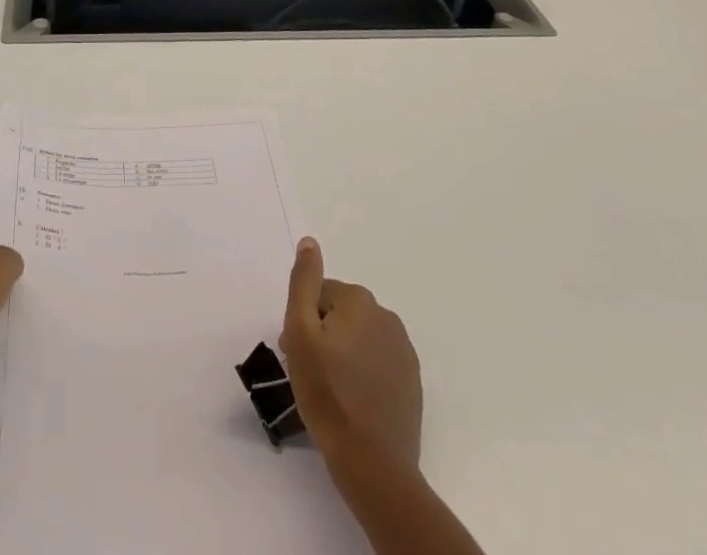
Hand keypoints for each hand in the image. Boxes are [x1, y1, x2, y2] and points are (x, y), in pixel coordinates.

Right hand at [281, 237, 422, 467]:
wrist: (373, 464)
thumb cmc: (328, 393)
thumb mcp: (300, 332)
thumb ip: (303, 282)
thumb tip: (309, 242)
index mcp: (359, 300)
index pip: (318, 295)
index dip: (302, 322)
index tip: (295, 352)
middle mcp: (386, 316)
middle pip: (340, 314)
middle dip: (321, 335)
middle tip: (308, 373)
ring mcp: (403, 350)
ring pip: (359, 338)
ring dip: (342, 352)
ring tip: (329, 389)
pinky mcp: (412, 381)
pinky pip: (377, 362)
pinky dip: (363, 372)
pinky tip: (353, 400)